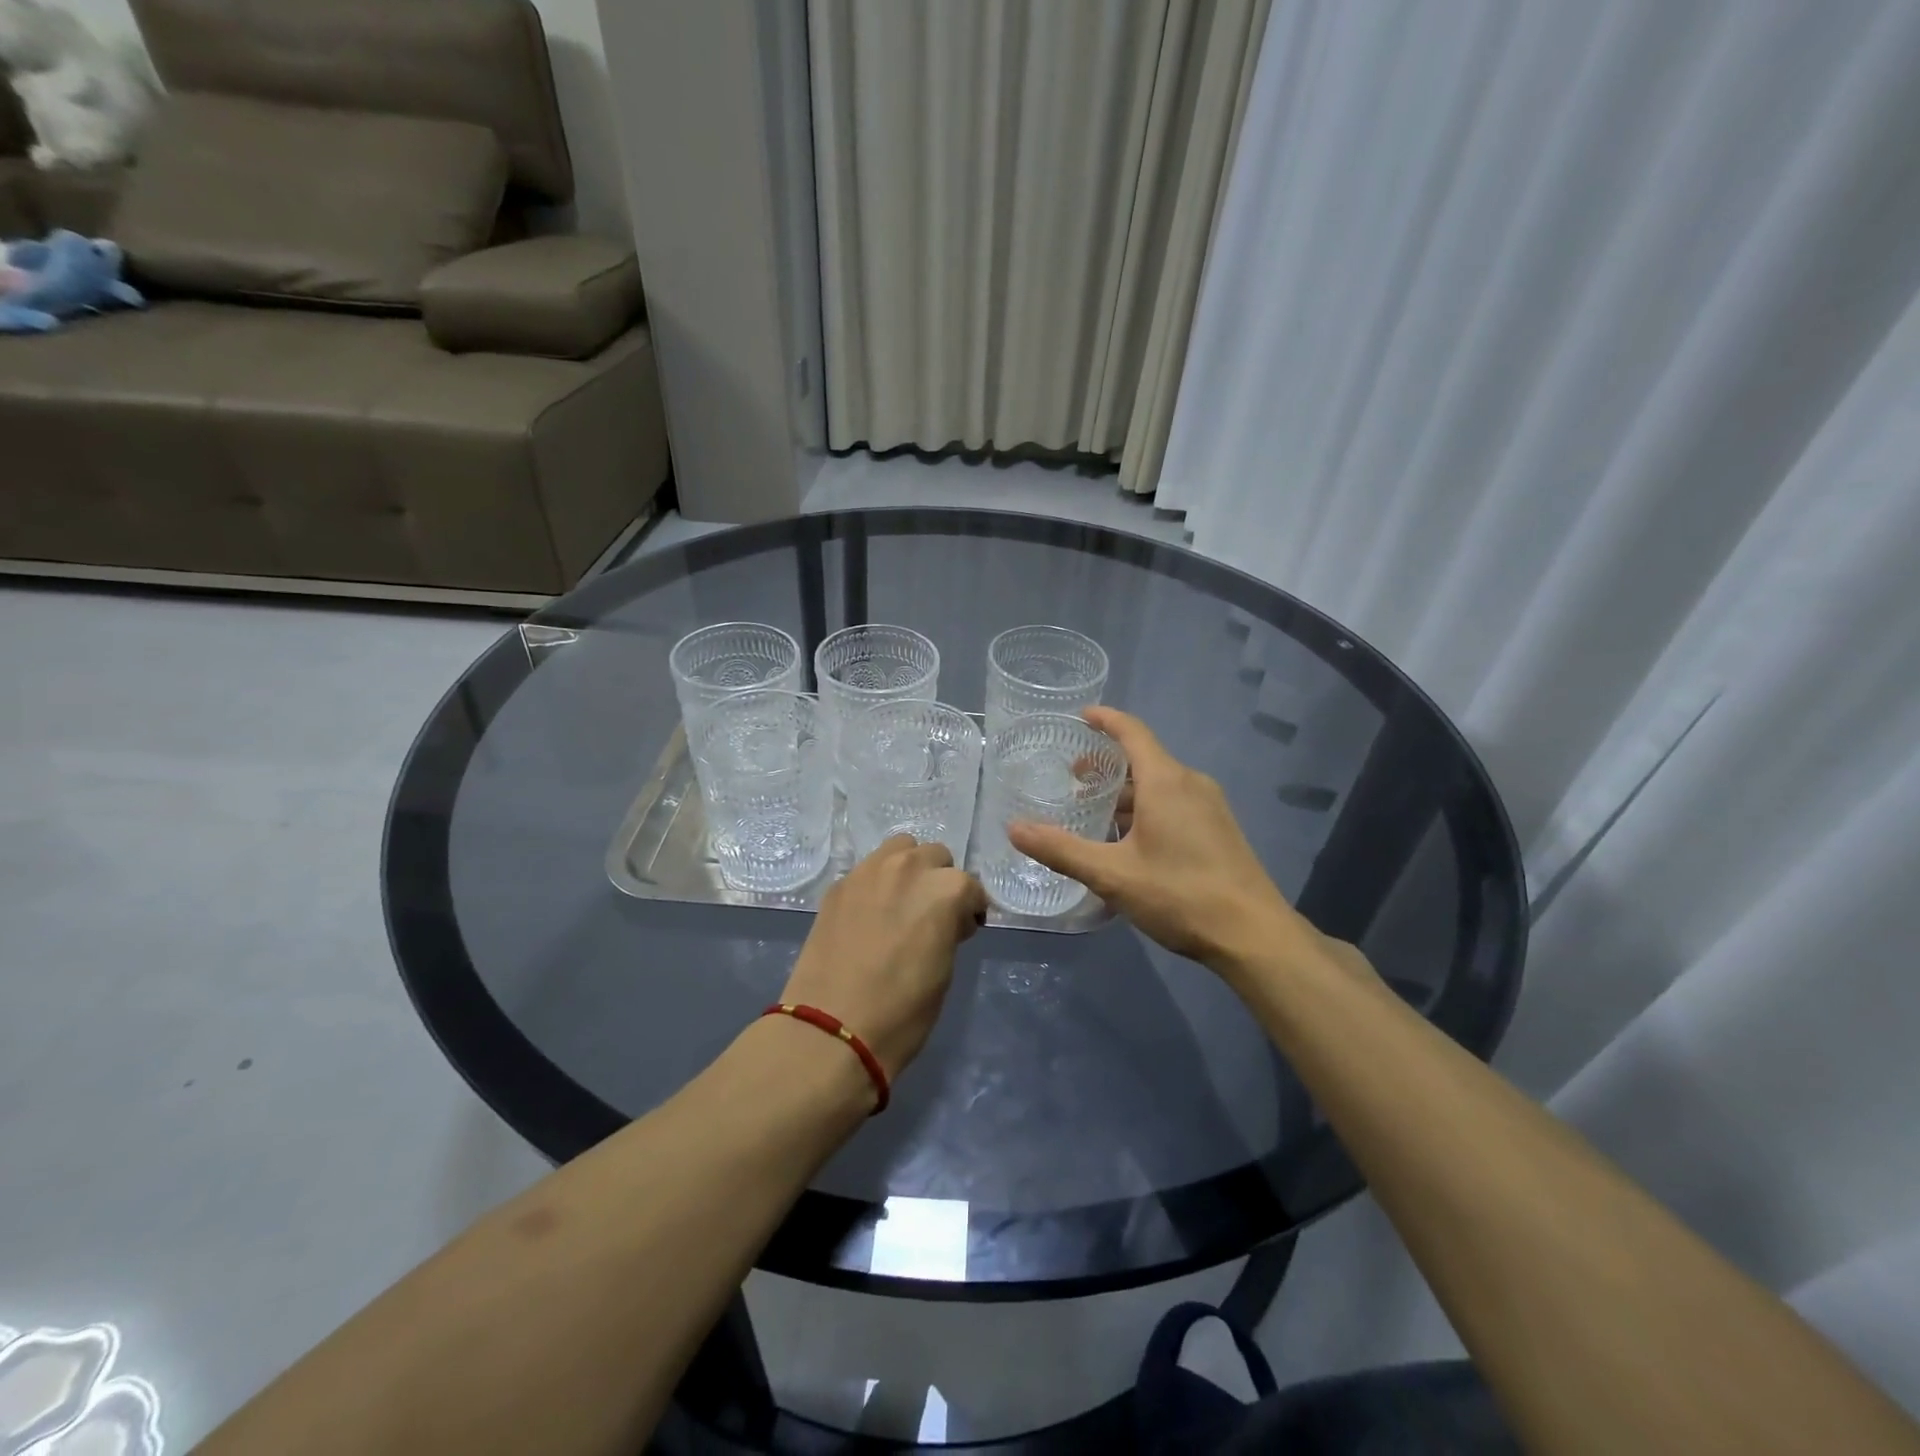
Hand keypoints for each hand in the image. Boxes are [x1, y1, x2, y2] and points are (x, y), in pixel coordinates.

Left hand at [779, 836, 988, 1079]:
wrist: (831, 1027)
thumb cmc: (902, 1011)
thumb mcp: (944, 969)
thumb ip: (949, 928)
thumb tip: (945, 919)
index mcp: (945, 890)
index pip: (970, 887)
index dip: (970, 910)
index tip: (963, 930)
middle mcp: (910, 868)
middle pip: (936, 856)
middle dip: (939, 881)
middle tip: (931, 915)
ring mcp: (869, 871)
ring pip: (900, 849)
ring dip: (909, 868)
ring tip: (901, 903)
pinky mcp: (839, 884)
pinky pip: (868, 869)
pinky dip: (878, 882)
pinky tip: (870, 913)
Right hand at [1008, 707, 1317, 973]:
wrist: (1253, 935)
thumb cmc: (1180, 895)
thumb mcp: (1112, 875)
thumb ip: (1061, 850)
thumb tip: (1014, 828)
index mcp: (1166, 781)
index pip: (1132, 731)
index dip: (1105, 719)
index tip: (1080, 716)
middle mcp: (1191, 783)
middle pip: (1144, 759)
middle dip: (1107, 765)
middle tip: (1072, 781)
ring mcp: (1210, 806)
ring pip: (1160, 784)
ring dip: (1126, 793)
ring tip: (1094, 815)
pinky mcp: (1219, 829)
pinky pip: (1176, 803)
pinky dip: (1147, 808)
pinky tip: (1130, 841)